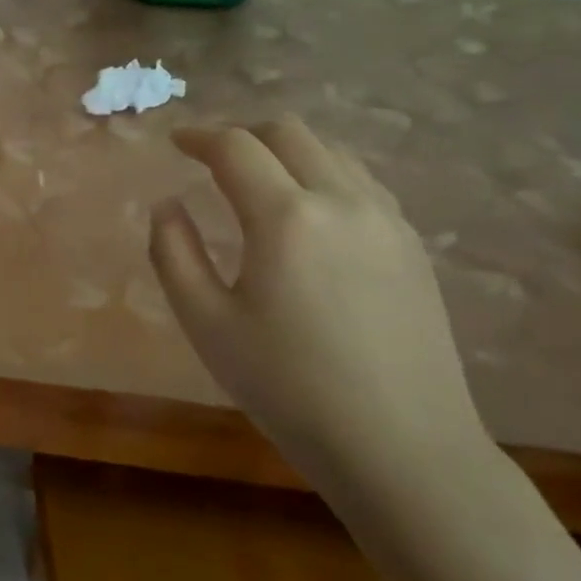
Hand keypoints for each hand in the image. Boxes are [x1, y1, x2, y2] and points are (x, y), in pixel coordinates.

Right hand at [149, 116, 488, 494]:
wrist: (402, 448)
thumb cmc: (288, 388)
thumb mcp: (206, 324)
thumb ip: (174, 253)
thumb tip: (167, 205)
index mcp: (285, 217)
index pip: (235, 147)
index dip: (199, 136)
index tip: (175, 141)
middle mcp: (342, 201)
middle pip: (289, 132)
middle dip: (243, 134)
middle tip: (212, 157)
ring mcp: (387, 220)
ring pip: (332, 151)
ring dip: (286, 150)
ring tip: (258, 179)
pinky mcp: (412, 245)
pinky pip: (362, 182)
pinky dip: (324, 173)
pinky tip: (309, 211)